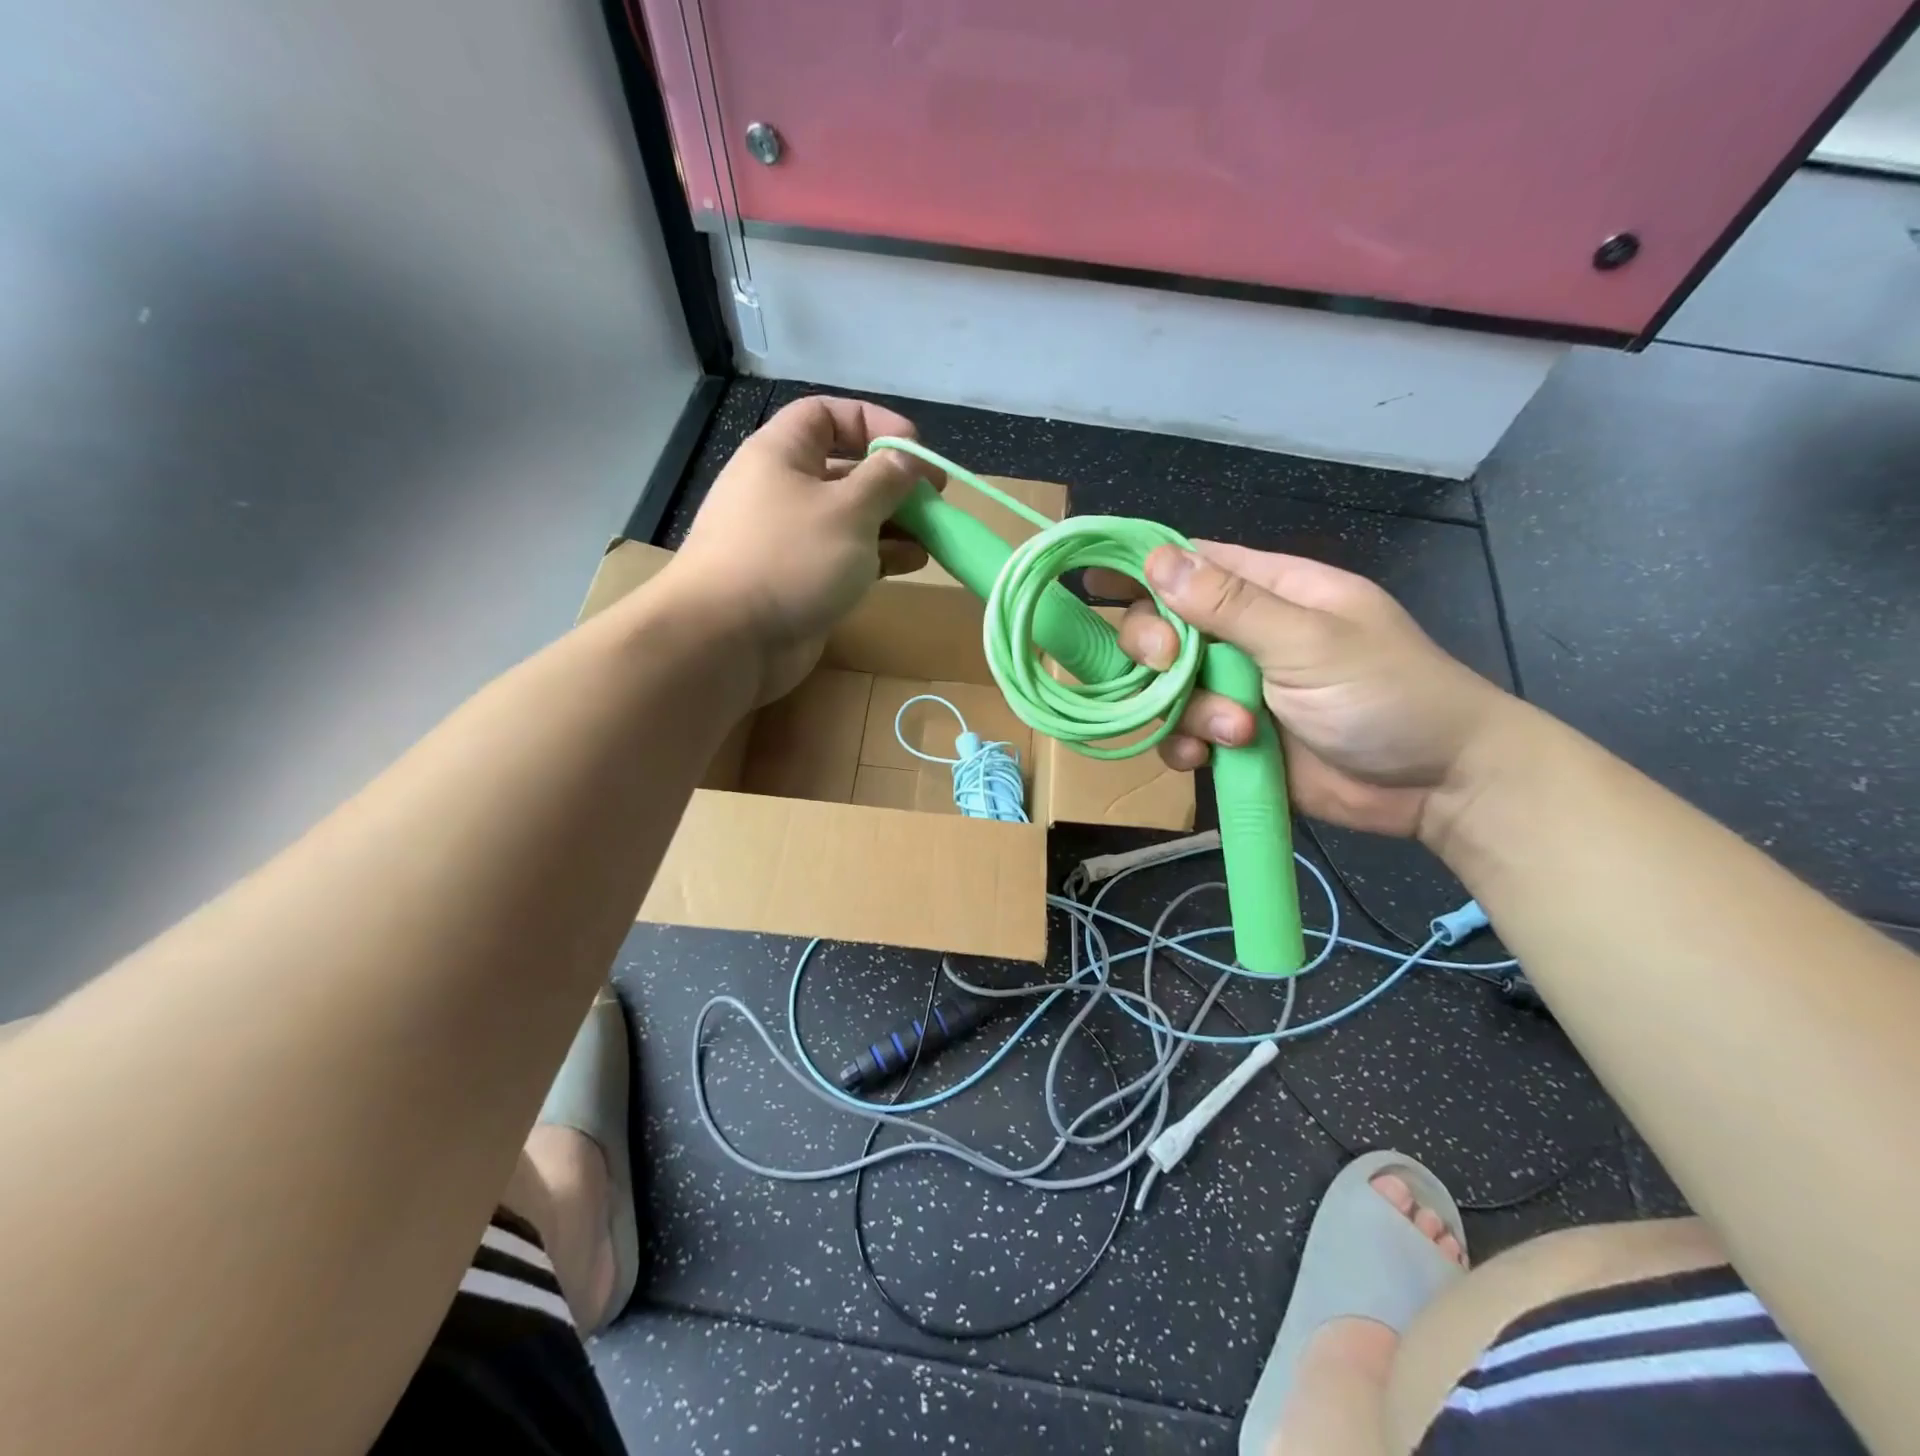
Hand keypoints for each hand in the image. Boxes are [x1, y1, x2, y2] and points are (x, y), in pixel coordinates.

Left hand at [668, 396, 931, 701]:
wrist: (729, 640)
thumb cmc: (791, 558)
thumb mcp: (849, 509)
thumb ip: (886, 479)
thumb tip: (908, 458)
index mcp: (782, 454)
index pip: (827, 415)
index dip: (873, 423)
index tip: (915, 449)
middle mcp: (783, 489)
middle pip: (846, 470)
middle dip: (894, 481)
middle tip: (935, 499)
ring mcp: (791, 539)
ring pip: (851, 518)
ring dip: (894, 524)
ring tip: (933, 536)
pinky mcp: (800, 579)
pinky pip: (846, 556)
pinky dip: (879, 556)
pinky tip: (912, 563)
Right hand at [1098, 542, 1517, 840]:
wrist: (1437, 787)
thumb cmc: (1388, 695)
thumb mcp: (1309, 642)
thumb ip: (1231, 605)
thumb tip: (1156, 560)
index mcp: (1270, 591)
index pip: (1191, 564)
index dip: (1144, 571)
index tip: (1100, 587)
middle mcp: (1243, 636)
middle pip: (1163, 628)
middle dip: (1158, 651)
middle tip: (1170, 669)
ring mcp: (1235, 690)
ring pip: (1166, 689)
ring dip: (1184, 712)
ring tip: (1236, 734)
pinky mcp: (1232, 740)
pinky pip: (1180, 735)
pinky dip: (1184, 747)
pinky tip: (1209, 758)